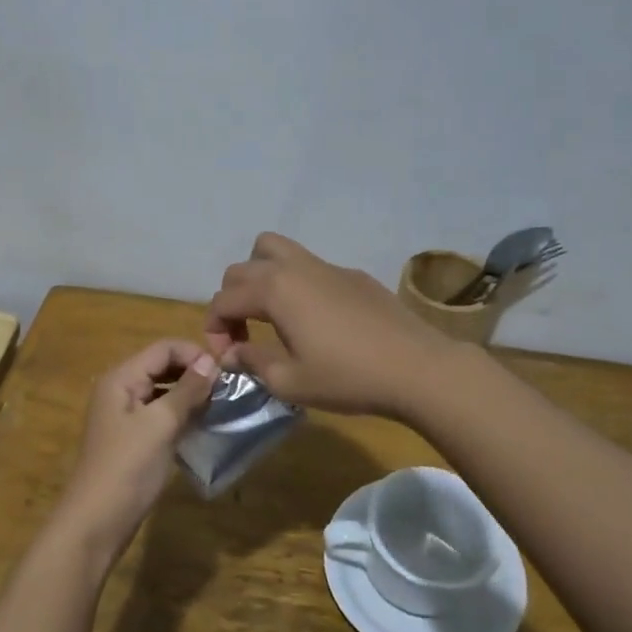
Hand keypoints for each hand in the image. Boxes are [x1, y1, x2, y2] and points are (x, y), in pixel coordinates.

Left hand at [54, 340, 217, 558]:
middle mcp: (120, 389)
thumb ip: (186, 390)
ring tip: (220, 404)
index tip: (226, 371)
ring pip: (163, 390)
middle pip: (162, 366)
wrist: (96, 522)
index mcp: (121, 378)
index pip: (163, 348)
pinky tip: (202, 424)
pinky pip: (160, 413)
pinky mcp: (133, 438)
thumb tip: (211, 361)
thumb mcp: (161, 424)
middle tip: (227, 388)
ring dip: (190, 393)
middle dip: (193, 372)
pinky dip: (181, 414)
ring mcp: (125, 415)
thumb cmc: (128, 467)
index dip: (194, 353)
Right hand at [204, 233, 459, 417]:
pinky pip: (309, 266)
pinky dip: (295, 284)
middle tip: (243, 336)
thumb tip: (232, 353)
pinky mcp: (352, 275)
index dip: (214, 329)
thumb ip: (253, 362)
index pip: (223, 299)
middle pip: (242, 268)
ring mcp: (327, 266)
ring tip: (270, 313)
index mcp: (274, 290)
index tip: (226, 359)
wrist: (417, 368)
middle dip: (231, 300)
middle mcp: (295, 268)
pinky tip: (315, 320)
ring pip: (275, 250)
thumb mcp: (290, 381)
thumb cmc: (347, 378)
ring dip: (259, 277)